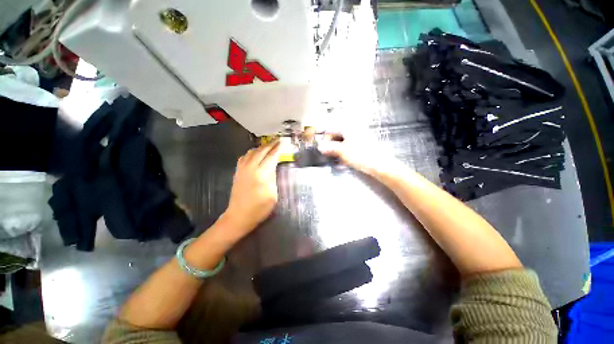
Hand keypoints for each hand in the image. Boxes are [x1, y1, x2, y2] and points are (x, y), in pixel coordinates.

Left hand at [222, 140, 281, 239]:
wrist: (239, 216)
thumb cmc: (259, 208)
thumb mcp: (273, 195)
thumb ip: (273, 178)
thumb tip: (273, 167)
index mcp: (261, 174)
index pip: (271, 156)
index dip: (277, 149)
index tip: (282, 142)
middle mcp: (251, 168)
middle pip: (261, 151)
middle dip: (270, 145)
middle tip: (277, 140)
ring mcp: (242, 169)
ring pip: (251, 152)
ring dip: (261, 147)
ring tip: (268, 146)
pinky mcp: (237, 172)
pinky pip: (244, 157)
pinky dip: (251, 153)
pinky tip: (254, 154)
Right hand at [317, 132, 401, 176]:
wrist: (380, 165)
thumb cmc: (361, 155)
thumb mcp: (342, 151)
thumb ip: (330, 148)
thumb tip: (321, 146)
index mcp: (348, 129)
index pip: (332, 129)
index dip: (324, 137)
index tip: (320, 145)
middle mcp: (354, 131)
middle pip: (338, 137)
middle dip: (331, 146)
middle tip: (327, 154)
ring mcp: (360, 139)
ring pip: (343, 144)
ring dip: (337, 152)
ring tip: (335, 160)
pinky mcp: (363, 147)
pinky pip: (350, 149)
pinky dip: (345, 154)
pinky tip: (343, 162)